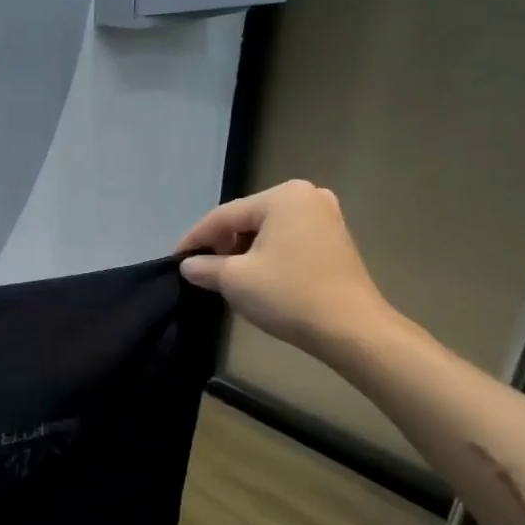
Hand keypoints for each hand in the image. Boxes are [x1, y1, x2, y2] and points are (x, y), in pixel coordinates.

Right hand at [176, 181, 391, 353]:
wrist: (349, 327)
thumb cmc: (288, 294)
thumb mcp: (234, 279)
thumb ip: (205, 267)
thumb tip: (188, 265)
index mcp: (282, 196)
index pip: (223, 216)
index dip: (194, 239)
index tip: (175, 260)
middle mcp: (306, 196)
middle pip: (246, 219)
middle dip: (220, 244)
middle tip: (200, 270)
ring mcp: (325, 217)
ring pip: (267, 230)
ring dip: (242, 251)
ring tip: (224, 277)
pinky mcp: (334, 240)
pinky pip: (287, 240)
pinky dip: (266, 255)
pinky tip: (254, 276)